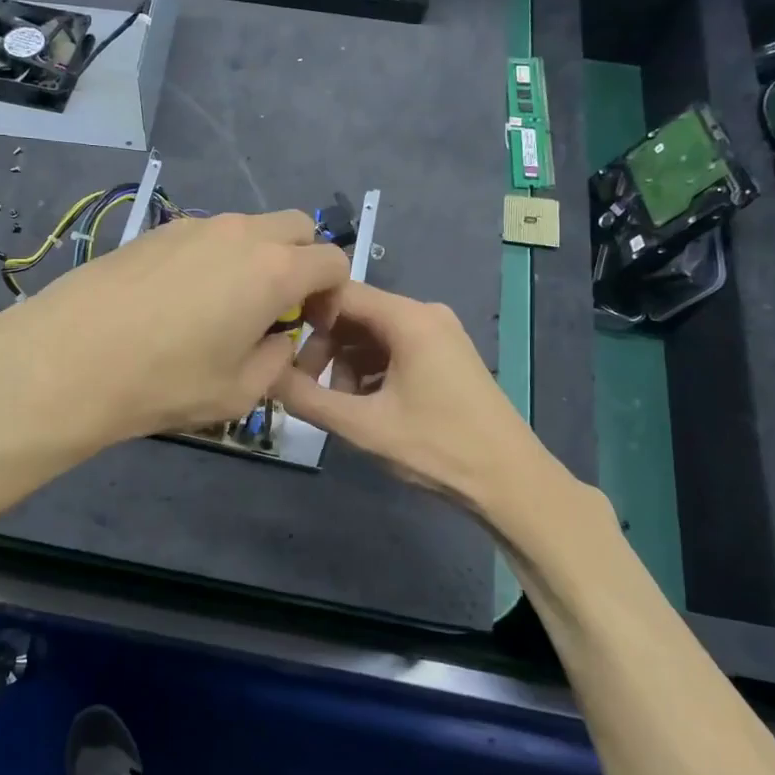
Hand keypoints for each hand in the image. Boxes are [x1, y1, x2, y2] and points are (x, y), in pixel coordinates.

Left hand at [0, 210, 350, 455]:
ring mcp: (194, 226)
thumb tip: (278, 338)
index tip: (312, 325)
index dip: (335, 293)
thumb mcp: (239, 391)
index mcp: (273, 270)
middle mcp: (240, 233)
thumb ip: (277, 359)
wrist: (69, 360)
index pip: (332, 260)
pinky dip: (216, 257)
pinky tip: (181, 300)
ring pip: (248, 228)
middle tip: (278, 307)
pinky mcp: (156, 231)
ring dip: (257, 258)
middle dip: (302, 261)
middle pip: (296, 227)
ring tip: (225, 306)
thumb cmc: (165, 382)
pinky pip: (206, 236)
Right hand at [273, 283, 563, 517]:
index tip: (276, 343)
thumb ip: (307, 398)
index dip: (303, 312)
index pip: (341, 292)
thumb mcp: (362, 426)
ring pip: (372, 334)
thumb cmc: (436, 448)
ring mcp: (439, 335)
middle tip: (305, 385)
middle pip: (356, 314)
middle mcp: (425, 314)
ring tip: (338, 405)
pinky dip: (371, 371)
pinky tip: (365, 406)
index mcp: (408, 318)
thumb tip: (263, 376)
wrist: (511, 482)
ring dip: (346, 363)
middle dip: (324, 346)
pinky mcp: (445, 357)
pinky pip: (394, 349)